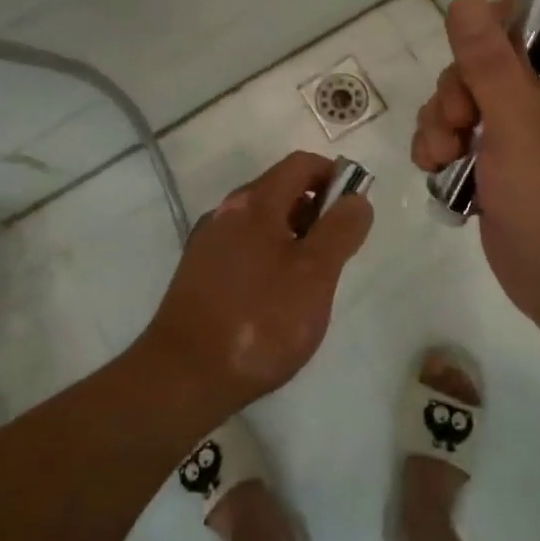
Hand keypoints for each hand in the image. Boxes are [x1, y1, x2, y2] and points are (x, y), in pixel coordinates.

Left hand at [139, 151, 373, 416]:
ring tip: (310, 280)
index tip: (356, 209)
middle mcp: (225, 212)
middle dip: (316, 210)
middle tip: (337, 252)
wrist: (183, 376)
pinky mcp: (197, 273)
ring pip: (261, 222)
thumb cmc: (260, 320)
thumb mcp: (315, 274)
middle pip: (280, 191)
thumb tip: (356, 199)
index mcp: (254, 203)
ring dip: (293, 236)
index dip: (334, 176)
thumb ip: (340, 230)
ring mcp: (207, 243)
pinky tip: (276, 298)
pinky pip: (243, 248)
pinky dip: (268, 257)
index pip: (302, 164)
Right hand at [412, 0, 539, 357]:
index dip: (495, 27)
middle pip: (487, 58)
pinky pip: (461, 133)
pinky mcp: (502, 163)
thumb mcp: (521, 126)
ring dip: (440, 121)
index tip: (472, 57)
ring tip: (440, 157)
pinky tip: (435, 170)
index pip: (537, 15)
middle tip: (458, 123)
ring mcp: (527, 130)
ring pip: (466, 97)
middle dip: (457, 89)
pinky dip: (442, 147)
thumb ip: (489, 61)